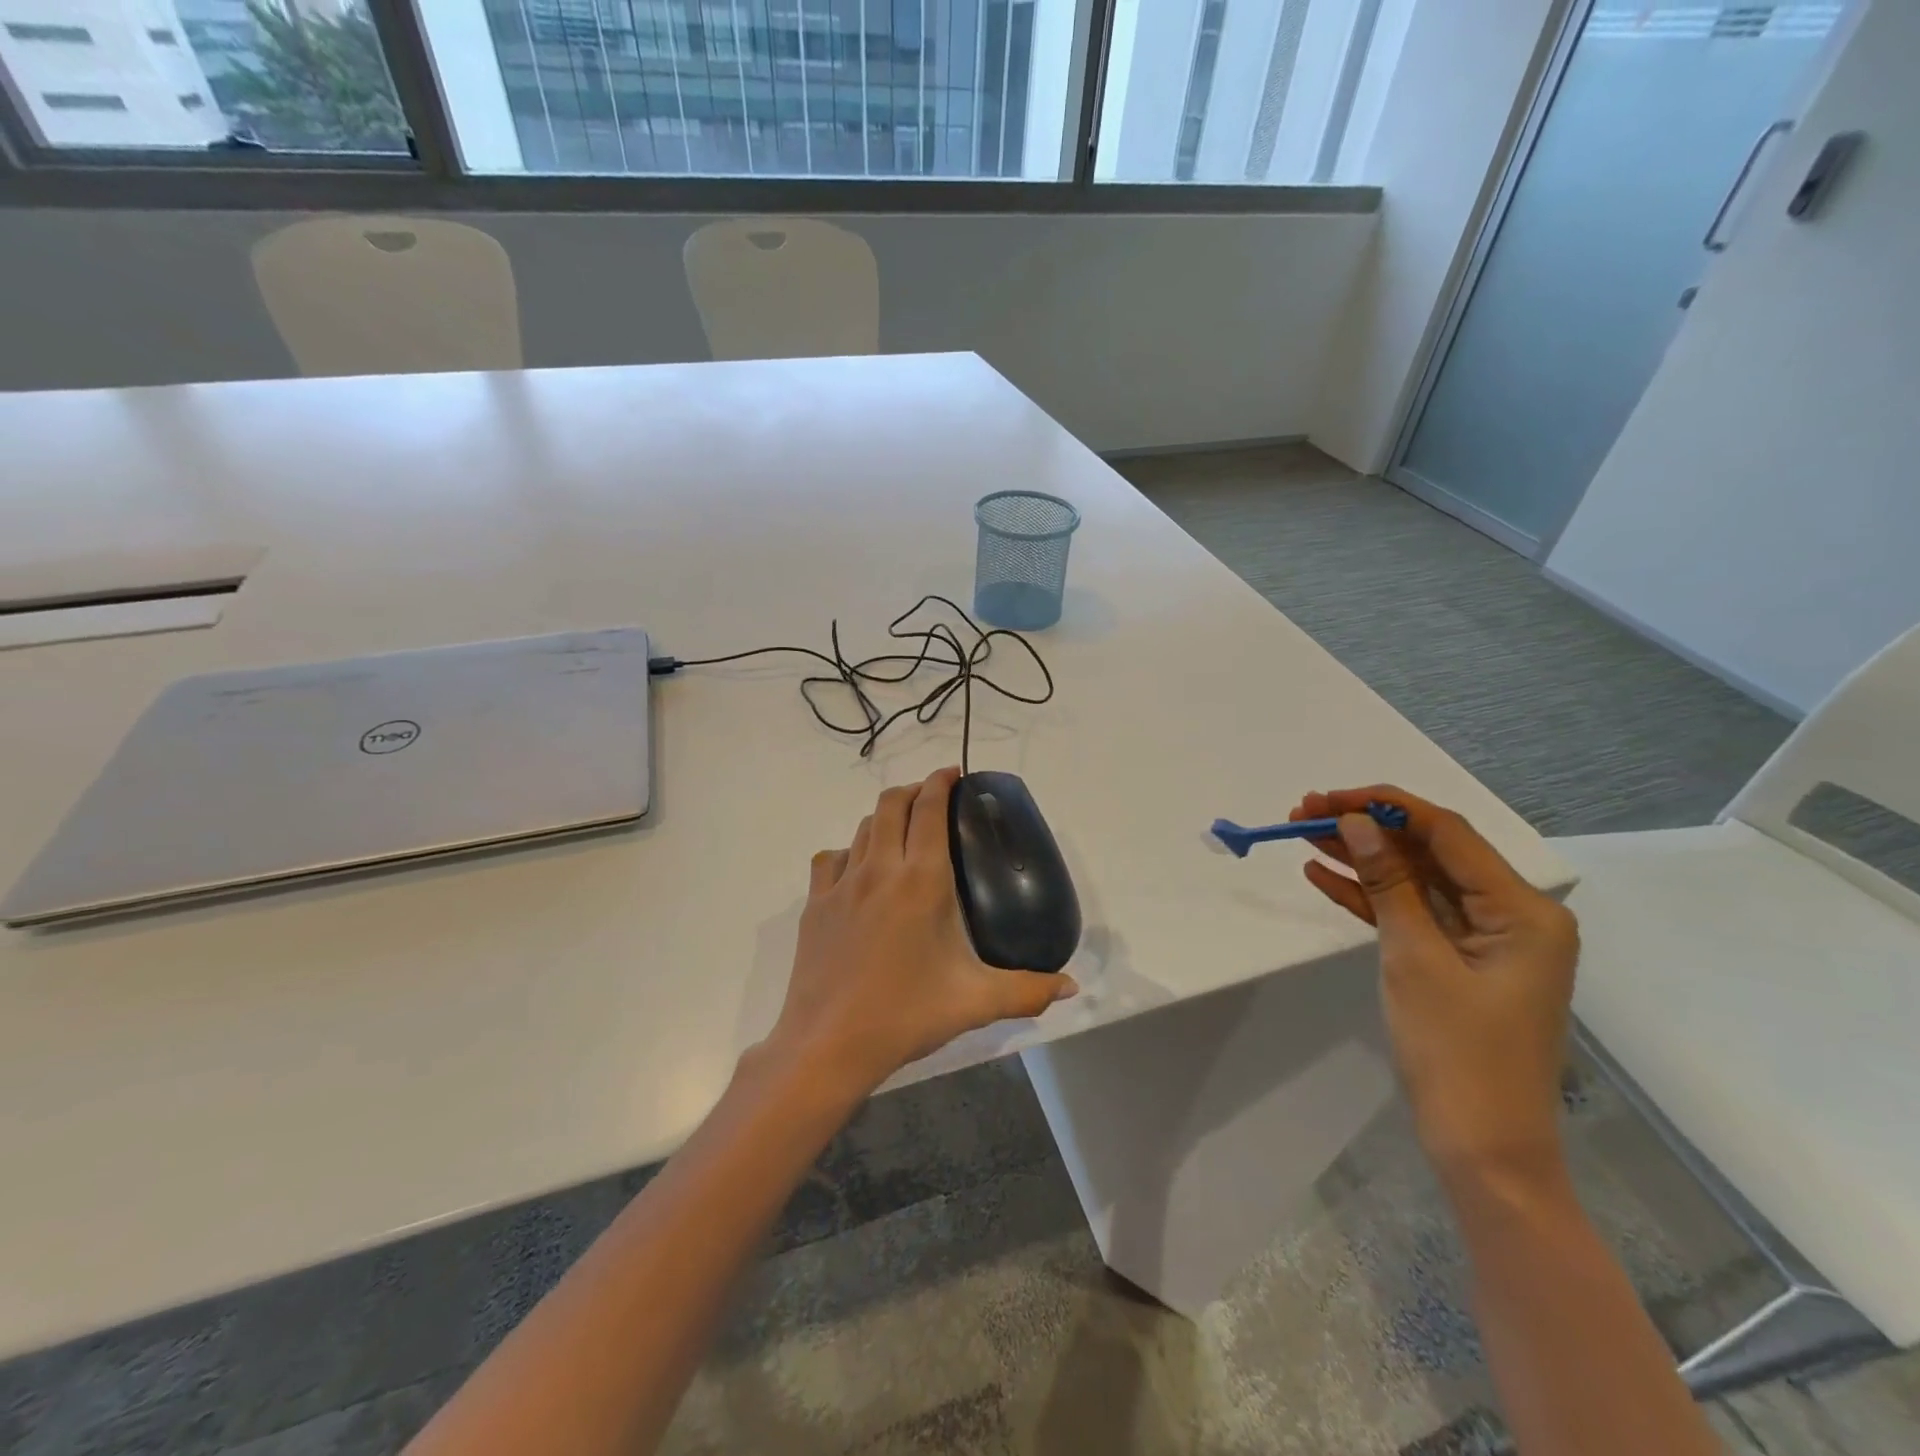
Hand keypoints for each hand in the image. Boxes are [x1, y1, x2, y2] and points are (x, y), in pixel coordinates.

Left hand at [768, 766, 1077, 1096]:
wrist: (829, 1045)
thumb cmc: (907, 1015)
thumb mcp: (976, 1002)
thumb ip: (1028, 990)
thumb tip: (1072, 987)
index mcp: (922, 880)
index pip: (929, 810)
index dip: (941, 782)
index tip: (954, 774)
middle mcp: (880, 869)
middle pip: (891, 804)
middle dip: (913, 790)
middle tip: (932, 798)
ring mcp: (842, 884)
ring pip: (861, 828)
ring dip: (883, 817)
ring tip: (900, 829)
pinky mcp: (814, 904)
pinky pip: (829, 859)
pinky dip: (848, 851)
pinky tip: (857, 870)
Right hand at [1292, 787, 1578, 1188]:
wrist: (1483, 1148)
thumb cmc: (1458, 1053)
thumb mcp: (1415, 958)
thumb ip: (1387, 883)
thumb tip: (1357, 823)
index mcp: (1521, 910)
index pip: (1447, 833)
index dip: (1386, 806)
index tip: (1330, 797)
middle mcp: (1510, 914)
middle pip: (1429, 852)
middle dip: (1367, 829)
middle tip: (1305, 812)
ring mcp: (1483, 939)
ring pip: (1414, 880)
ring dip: (1361, 858)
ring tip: (1304, 834)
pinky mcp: (1456, 961)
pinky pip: (1410, 914)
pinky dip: (1368, 896)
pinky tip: (1322, 875)